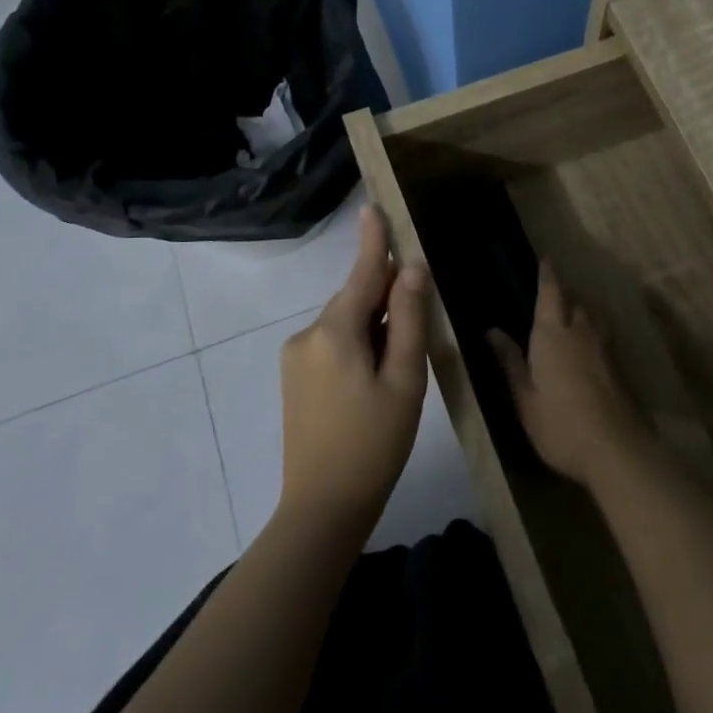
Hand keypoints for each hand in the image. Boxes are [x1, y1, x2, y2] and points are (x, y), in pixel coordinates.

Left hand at [278, 205, 429, 526]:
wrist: (323, 506)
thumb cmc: (374, 443)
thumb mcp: (404, 380)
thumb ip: (407, 320)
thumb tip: (410, 269)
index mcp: (335, 331)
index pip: (361, 272)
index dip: (373, 240)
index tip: (373, 206)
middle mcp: (308, 334)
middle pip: (355, 298)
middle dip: (385, 298)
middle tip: (419, 326)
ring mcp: (296, 356)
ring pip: (345, 322)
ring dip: (373, 327)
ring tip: (398, 367)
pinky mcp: (294, 377)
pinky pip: (332, 343)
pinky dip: (357, 344)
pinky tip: (373, 379)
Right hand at [488, 263, 647, 486]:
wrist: (616, 450)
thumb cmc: (560, 425)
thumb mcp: (525, 398)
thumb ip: (511, 362)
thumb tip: (492, 331)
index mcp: (552, 336)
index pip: (550, 294)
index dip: (548, 276)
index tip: (546, 259)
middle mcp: (580, 333)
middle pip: (575, 304)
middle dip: (564, 299)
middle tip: (551, 302)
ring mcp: (604, 350)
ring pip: (593, 320)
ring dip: (581, 316)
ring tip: (570, 325)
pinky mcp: (618, 368)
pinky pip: (603, 340)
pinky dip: (593, 337)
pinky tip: (587, 354)